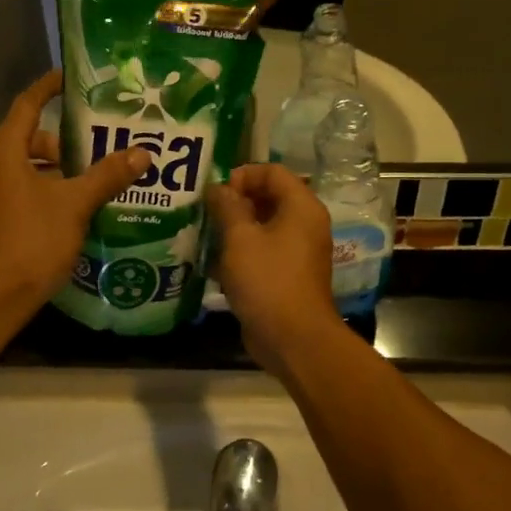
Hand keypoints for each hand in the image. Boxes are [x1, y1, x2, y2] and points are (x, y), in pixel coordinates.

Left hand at [0, 71, 151, 313]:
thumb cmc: (32, 240)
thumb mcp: (75, 204)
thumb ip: (107, 175)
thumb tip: (143, 153)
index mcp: (5, 153)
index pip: (27, 105)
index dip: (49, 88)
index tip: (74, 78)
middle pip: (30, 138)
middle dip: (65, 140)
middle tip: (100, 143)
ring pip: (28, 167)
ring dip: (60, 169)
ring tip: (96, 177)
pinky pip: (24, 189)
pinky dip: (49, 189)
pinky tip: (78, 206)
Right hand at [207, 163, 342, 374]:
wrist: (293, 339)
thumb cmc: (267, 280)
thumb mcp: (240, 238)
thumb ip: (227, 206)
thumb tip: (217, 188)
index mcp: (301, 206)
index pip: (272, 171)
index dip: (242, 175)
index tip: (216, 192)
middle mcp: (304, 223)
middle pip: (268, 197)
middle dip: (235, 202)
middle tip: (205, 213)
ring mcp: (298, 251)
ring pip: (263, 226)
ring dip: (235, 228)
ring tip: (206, 236)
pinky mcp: (287, 274)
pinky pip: (264, 251)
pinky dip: (242, 252)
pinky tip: (216, 264)